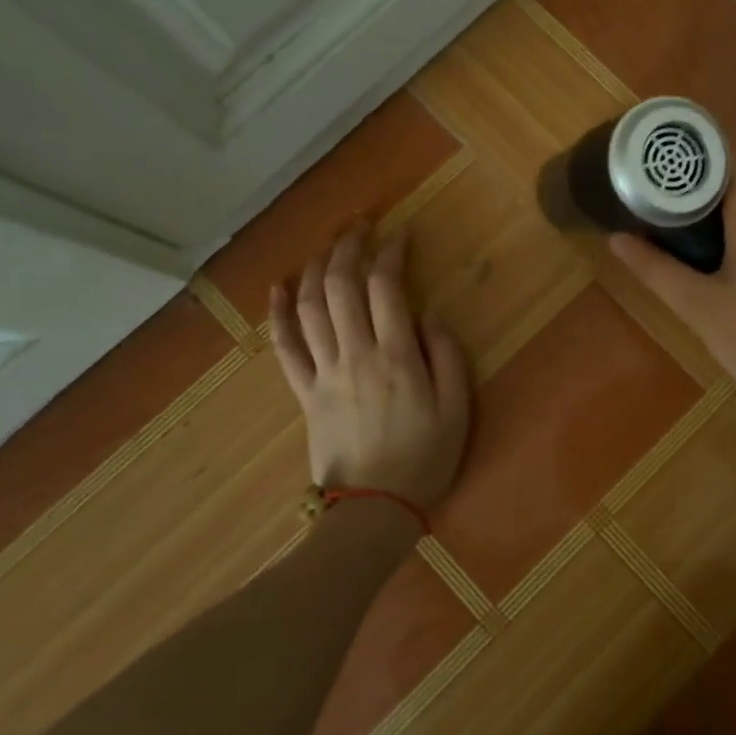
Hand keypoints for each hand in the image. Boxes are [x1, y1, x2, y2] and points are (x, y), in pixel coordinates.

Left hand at [268, 224, 470, 510]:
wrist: (373, 509)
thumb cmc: (425, 459)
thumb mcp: (457, 410)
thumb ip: (447, 357)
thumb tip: (428, 314)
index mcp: (396, 357)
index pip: (386, 288)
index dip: (391, 253)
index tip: (401, 234)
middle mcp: (355, 355)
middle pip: (342, 286)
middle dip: (349, 247)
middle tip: (360, 224)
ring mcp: (323, 373)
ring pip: (310, 307)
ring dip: (317, 268)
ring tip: (329, 244)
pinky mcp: (304, 392)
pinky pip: (284, 346)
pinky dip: (278, 312)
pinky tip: (279, 286)